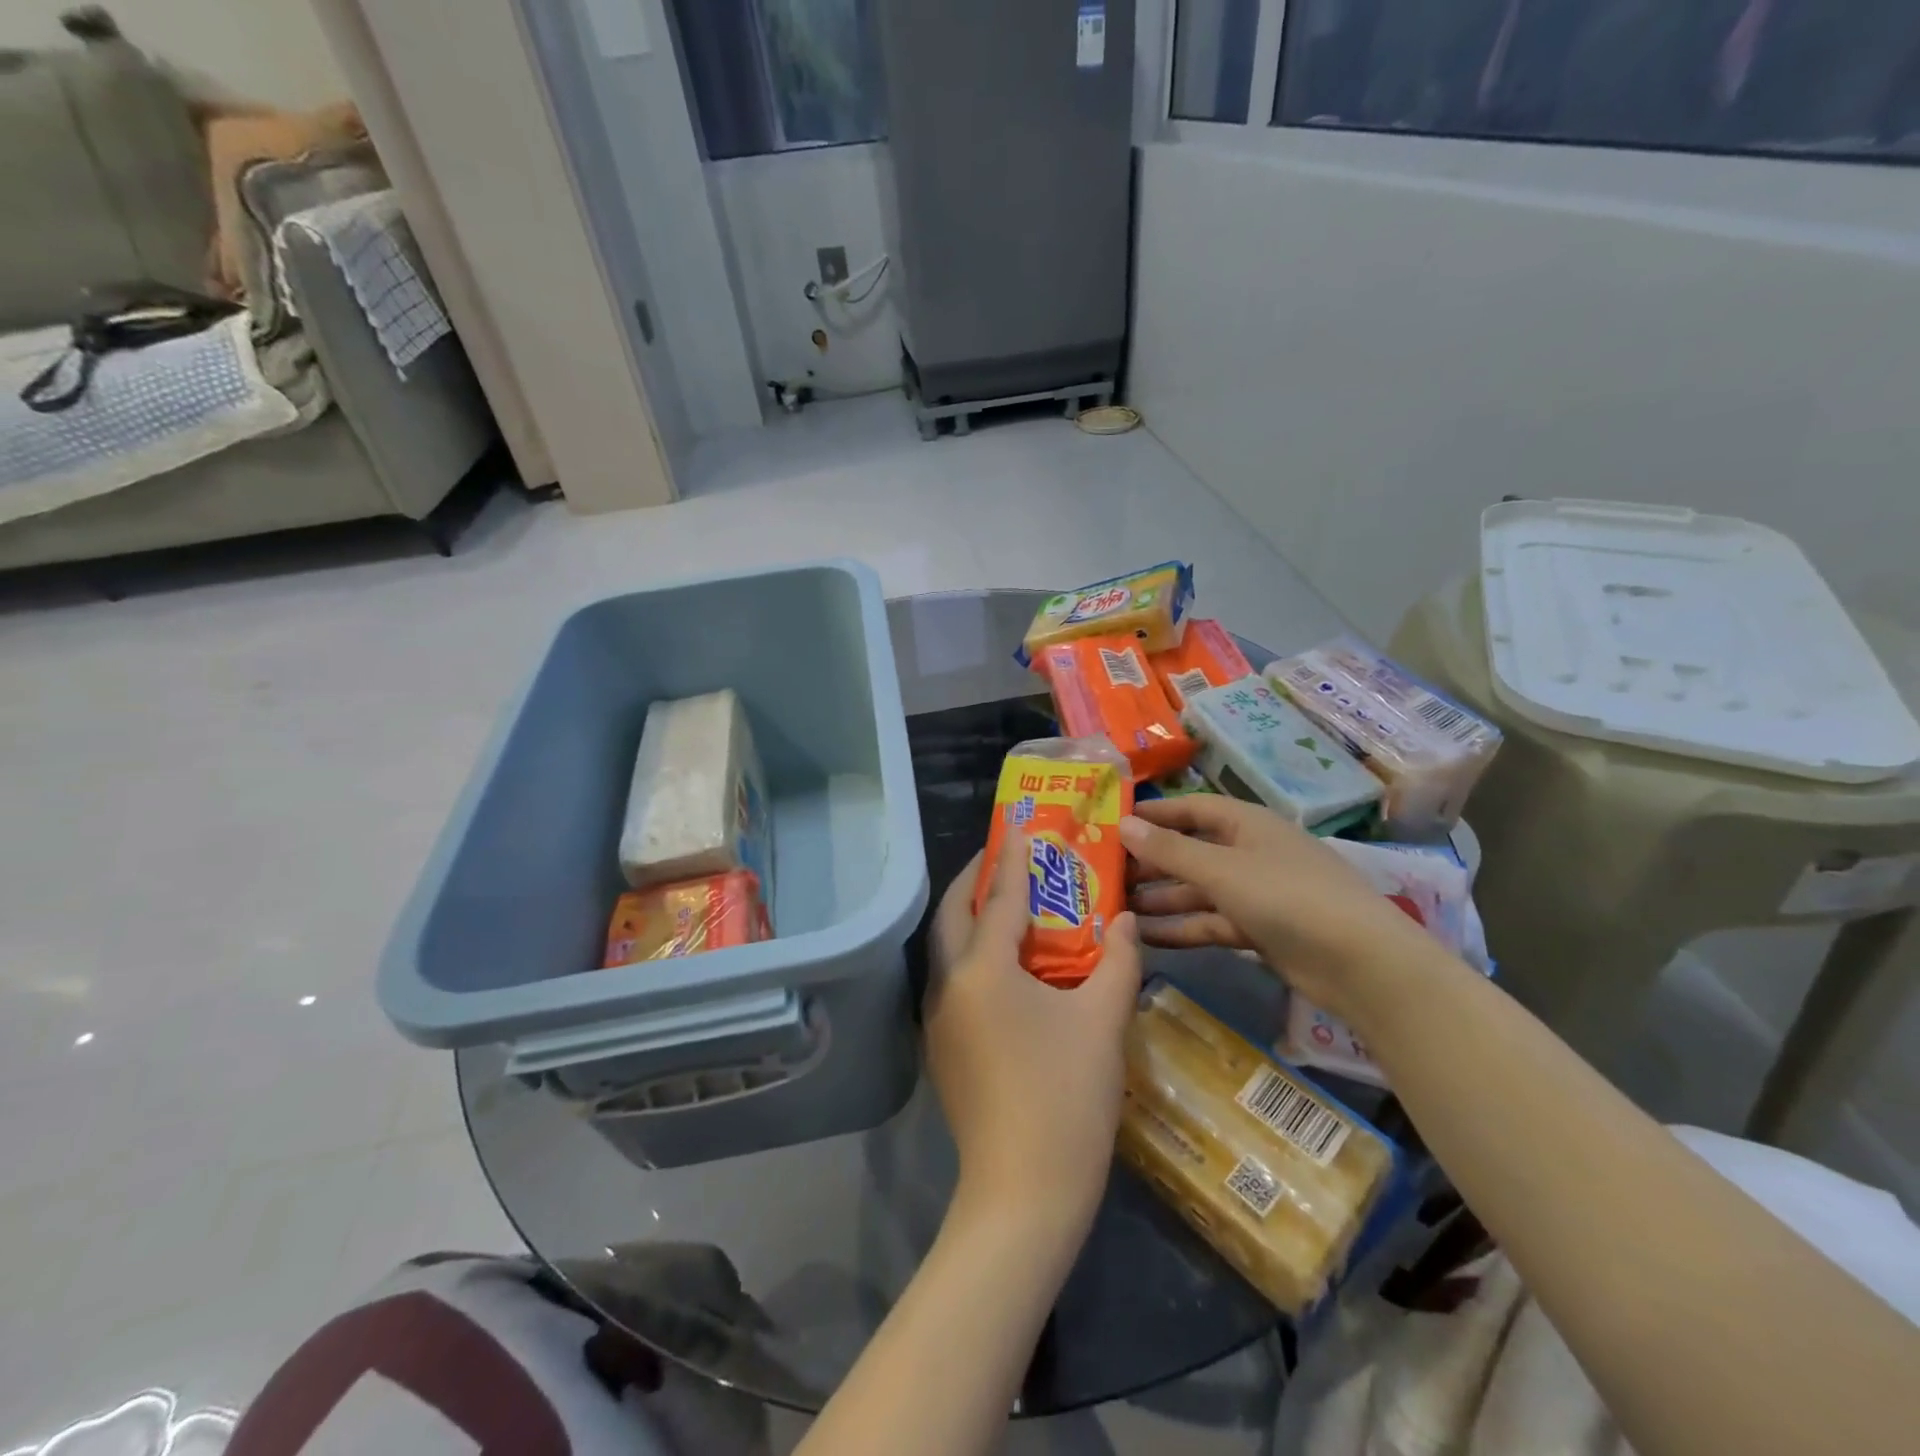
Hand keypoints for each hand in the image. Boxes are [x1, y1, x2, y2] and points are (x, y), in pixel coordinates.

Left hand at [924, 840, 1142, 1239]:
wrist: (1023, 1195)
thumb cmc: (1067, 1098)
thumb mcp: (1103, 1021)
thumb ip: (1119, 960)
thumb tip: (1125, 919)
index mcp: (983, 969)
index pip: (998, 896)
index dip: (1013, 858)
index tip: (1020, 824)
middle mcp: (949, 984)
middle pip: (954, 914)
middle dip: (976, 879)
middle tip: (1006, 857)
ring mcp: (939, 1019)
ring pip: (948, 947)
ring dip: (971, 917)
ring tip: (1008, 903)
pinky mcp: (943, 1049)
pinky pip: (954, 980)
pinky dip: (974, 954)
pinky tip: (1007, 966)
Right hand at [1120, 796, 1444, 1027]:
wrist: (1361, 963)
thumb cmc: (1287, 897)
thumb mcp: (1221, 870)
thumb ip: (1169, 850)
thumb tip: (1122, 824)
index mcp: (1245, 823)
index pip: (1190, 809)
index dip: (1153, 814)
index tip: (1111, 822)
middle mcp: (1249, 852)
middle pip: (1190, 851)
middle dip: (1150, 863)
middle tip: (1104, 874)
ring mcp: (1255, 893)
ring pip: (1197, 890)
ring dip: (1160, 899)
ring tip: (1114, 909)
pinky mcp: (1260, 930)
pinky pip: (1211, 922)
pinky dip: (1182, 928)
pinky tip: (1146, 938)